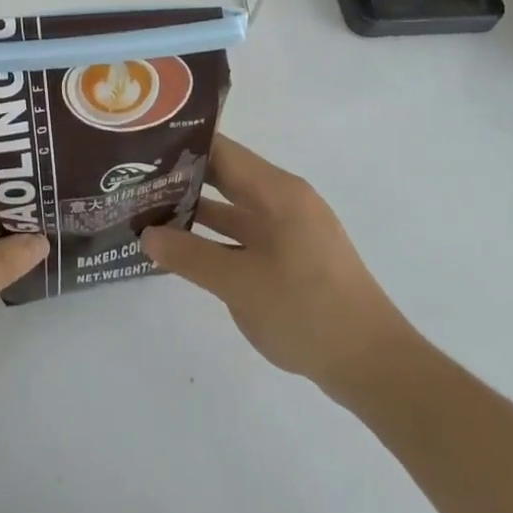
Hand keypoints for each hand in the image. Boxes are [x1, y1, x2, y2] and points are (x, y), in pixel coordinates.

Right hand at [141, 134, 413, 407]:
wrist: (376, 368)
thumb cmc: (308, 313)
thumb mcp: (240, 285)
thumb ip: (190, 256)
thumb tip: (145, 235)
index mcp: (278, 192)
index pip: (222, 151)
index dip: (182, 144)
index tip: (142, 145)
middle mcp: (285, 201)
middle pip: (227, 175)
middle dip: (183, 176)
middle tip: (136, 176)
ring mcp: (291, 230)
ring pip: (234, 206)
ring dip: (197, 208)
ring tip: (149, 207)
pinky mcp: (293, 257)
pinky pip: (246, 232)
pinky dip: (216, 235)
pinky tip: (185, 246)